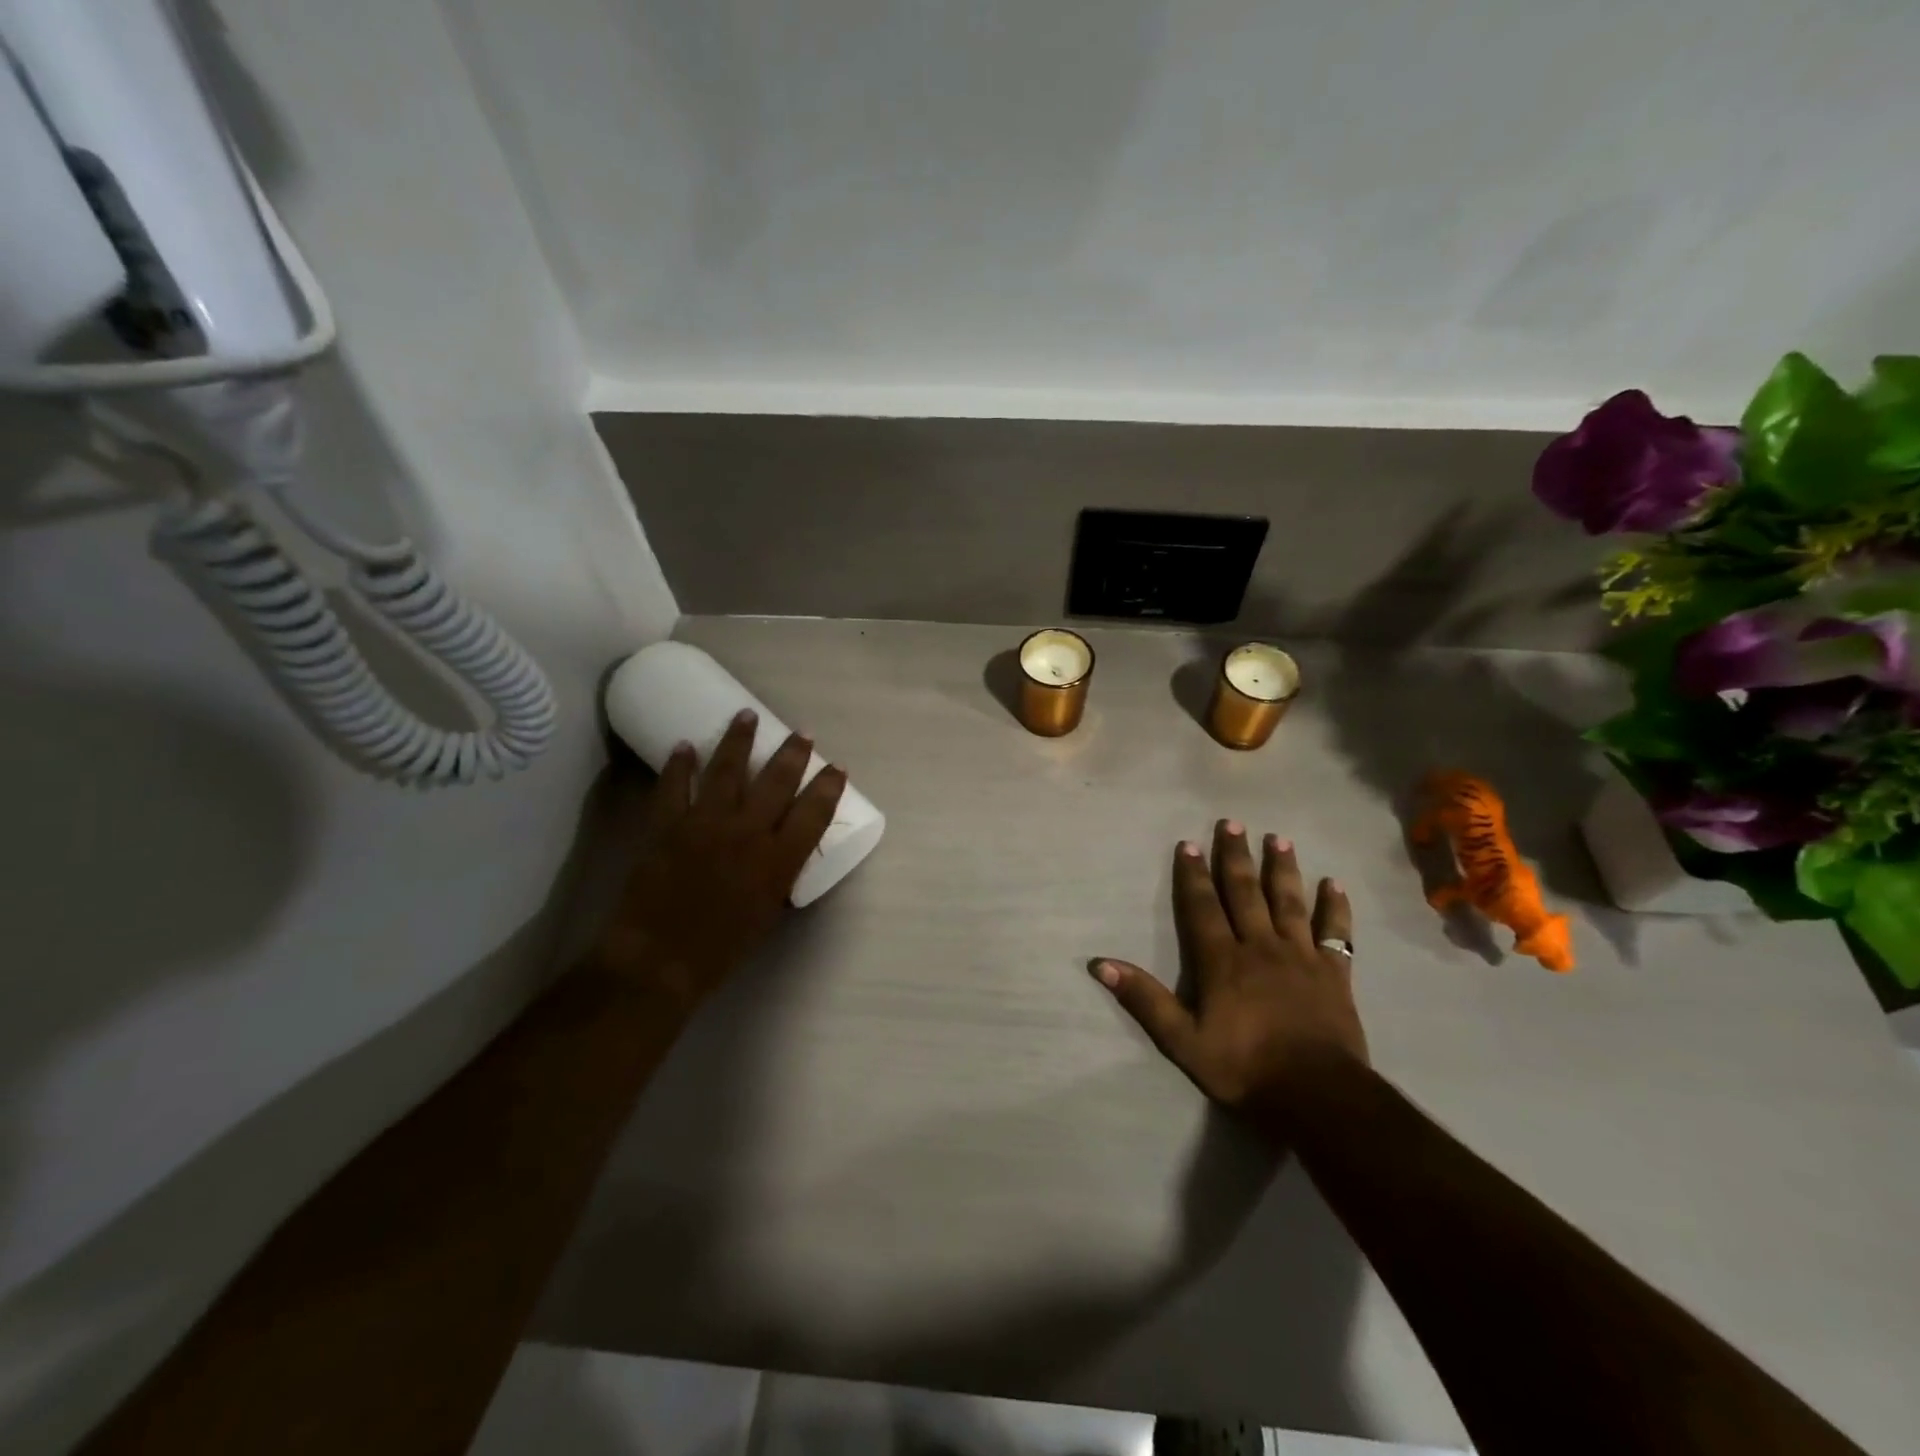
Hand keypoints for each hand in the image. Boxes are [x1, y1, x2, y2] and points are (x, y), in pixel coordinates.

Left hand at [598, 709, 845, 1010]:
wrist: (658, 961)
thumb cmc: (721, 950)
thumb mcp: (767, 914)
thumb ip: (778, 877)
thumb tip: (781, 852)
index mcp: (778, 860)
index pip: (814, 812)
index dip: (829, 787)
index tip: (837, 768)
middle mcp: (748, 833)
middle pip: (777, 781)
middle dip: (793, 753)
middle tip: (802, 733)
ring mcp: (706, 823)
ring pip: (727, 770)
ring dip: (740, 739)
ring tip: (747, 714)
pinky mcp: (668, 825)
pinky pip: (674, 786)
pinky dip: (679, 764)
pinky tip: (684, 745)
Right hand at [1094, 820, 1367, 1115]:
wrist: (1318, 1096)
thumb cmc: (1245, 1068)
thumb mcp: (1183, 1041)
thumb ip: (1144, 1000)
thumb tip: (1100, 965)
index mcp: (1223, 961)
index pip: (1203, 907)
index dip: (1194, 875)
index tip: (1189, 844)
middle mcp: (1261, 947)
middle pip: (1246, 893)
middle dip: (1236, 857)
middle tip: (1233, 823)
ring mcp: (1302, 957)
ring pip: (1290, 903)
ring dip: (1283, 869)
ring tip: (1279, 839)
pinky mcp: (1335, 975)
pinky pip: (1336, 934)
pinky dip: (1336, 908)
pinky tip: (1335, 885)